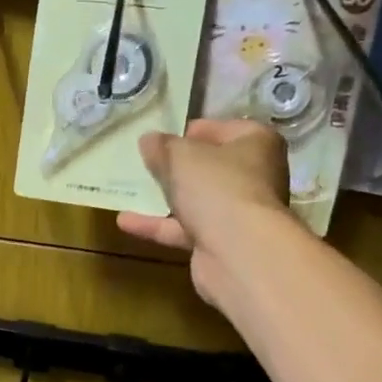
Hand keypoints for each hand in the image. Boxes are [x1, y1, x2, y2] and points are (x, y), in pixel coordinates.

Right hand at [117, 119, 293, 303]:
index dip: (194, 130)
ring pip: (198, 200)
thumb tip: (149, 139)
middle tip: (147, 161)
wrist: (239, 253)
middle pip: (211, 167)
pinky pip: (185, 229)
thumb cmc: (217, 187)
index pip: (225, 128)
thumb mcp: (181, 156)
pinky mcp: (221, 243)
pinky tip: (125, 221)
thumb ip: (162, 146)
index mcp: (256, 144)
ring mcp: (238, 213)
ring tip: (132, 189)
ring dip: (166, 197)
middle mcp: (254, 176)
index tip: (165, 135)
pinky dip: (158, 226)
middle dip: (179, 166)